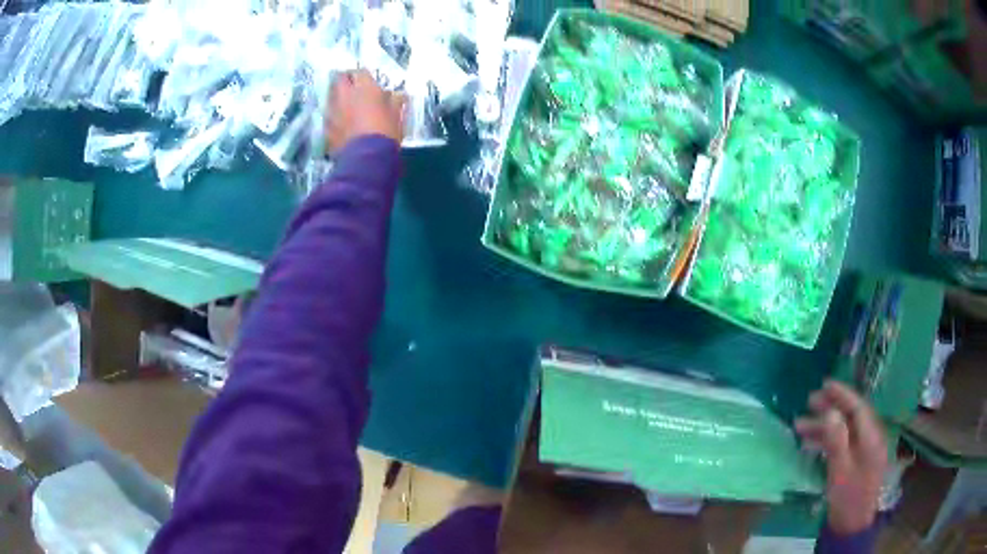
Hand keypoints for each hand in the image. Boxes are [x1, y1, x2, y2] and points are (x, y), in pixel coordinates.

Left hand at [325, 70, 405, 153]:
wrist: (367, 158)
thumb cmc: (386, 132)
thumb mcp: (397, 115)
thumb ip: (396, 102)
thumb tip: (399, 95)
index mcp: (364, 88)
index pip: (360, 71)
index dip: (363, 75)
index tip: (367, 81)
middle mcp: (345, 95)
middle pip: (339, 79)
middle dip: (345, 81)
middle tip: (352, 88)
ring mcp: (333, 111)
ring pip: (330, 97)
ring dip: (337, 97)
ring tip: (345, 105)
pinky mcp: (326, 128)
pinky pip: (328, 116)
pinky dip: (334, 117)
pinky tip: (340, 124)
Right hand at [795, 380, 886, 535]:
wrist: (851, 526)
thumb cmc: (847, 498)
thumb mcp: (840, 471)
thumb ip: (837, 441)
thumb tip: (830, 413)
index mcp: (871, 437)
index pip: (858, 407)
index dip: (842, 394)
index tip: (824, 384)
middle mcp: (871, 438)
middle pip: (852, 415)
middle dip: (831, 407)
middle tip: (809, 401)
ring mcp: (864, 450)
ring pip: (845, 430)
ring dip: (824, 426)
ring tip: (801, 426)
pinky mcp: (857, 461)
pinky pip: (843, 443)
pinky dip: (828, 440)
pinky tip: (811, 444)